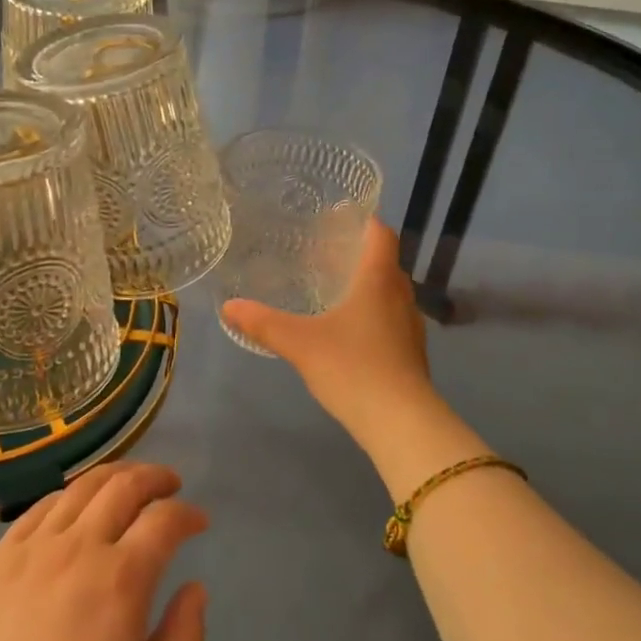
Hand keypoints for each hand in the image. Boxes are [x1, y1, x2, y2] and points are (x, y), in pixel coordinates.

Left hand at [0, 462, 208, 640]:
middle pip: (124, 486)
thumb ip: (184, 638)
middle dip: (156, 477)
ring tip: (129, 483)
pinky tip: (76, 507)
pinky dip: (70, 496)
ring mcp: (33, 548)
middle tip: (171, 485)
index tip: (199, 522)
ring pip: (82, 487)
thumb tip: (195, 588)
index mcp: (121, 579)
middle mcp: (79, 548)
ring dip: (115, 476)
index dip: (188, 514)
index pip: (164, 520)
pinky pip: (41, 507)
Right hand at [220, 219, 440, 455]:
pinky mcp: (412, 353)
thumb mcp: (300, 343)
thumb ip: (264, 323)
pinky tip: (347, 332)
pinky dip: (372, 314)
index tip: (337, 218)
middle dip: (356, 254)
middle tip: (322, 255)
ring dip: (366, 285)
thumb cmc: (352, 368)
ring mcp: (410, 326)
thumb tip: (228, 306)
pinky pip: (391, 319)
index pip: (381, 234)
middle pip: (384, 262)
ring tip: (331, 291)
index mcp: (379, 280)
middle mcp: (400, 295)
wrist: (401, 422)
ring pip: (389, 292)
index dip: (363, 221)